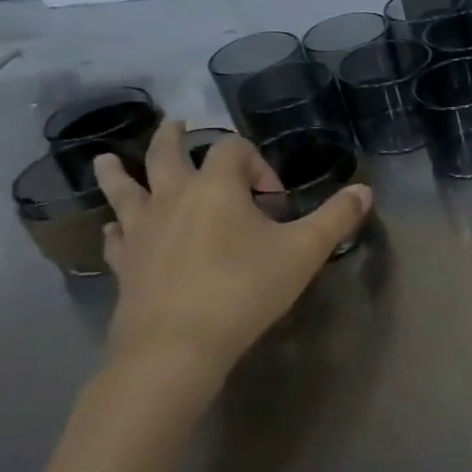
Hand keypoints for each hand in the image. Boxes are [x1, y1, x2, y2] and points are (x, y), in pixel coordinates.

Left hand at [93, 119, 372, 398]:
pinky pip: (115, 237)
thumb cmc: (244, 290)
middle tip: (177, 124)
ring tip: (107, 159)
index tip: (274, 199)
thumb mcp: (305, 251)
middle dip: (173, 137)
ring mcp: (142, 231)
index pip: (233, 148)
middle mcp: (173, 198)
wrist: (176, 348)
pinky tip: (114, 229)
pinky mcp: (125, 264)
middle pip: (166, 154)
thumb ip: (336, 216)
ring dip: (118, 172)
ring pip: (124, 191)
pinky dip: (116, 227)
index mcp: (216, 187)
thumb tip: (364, 189)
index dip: (258, 162)